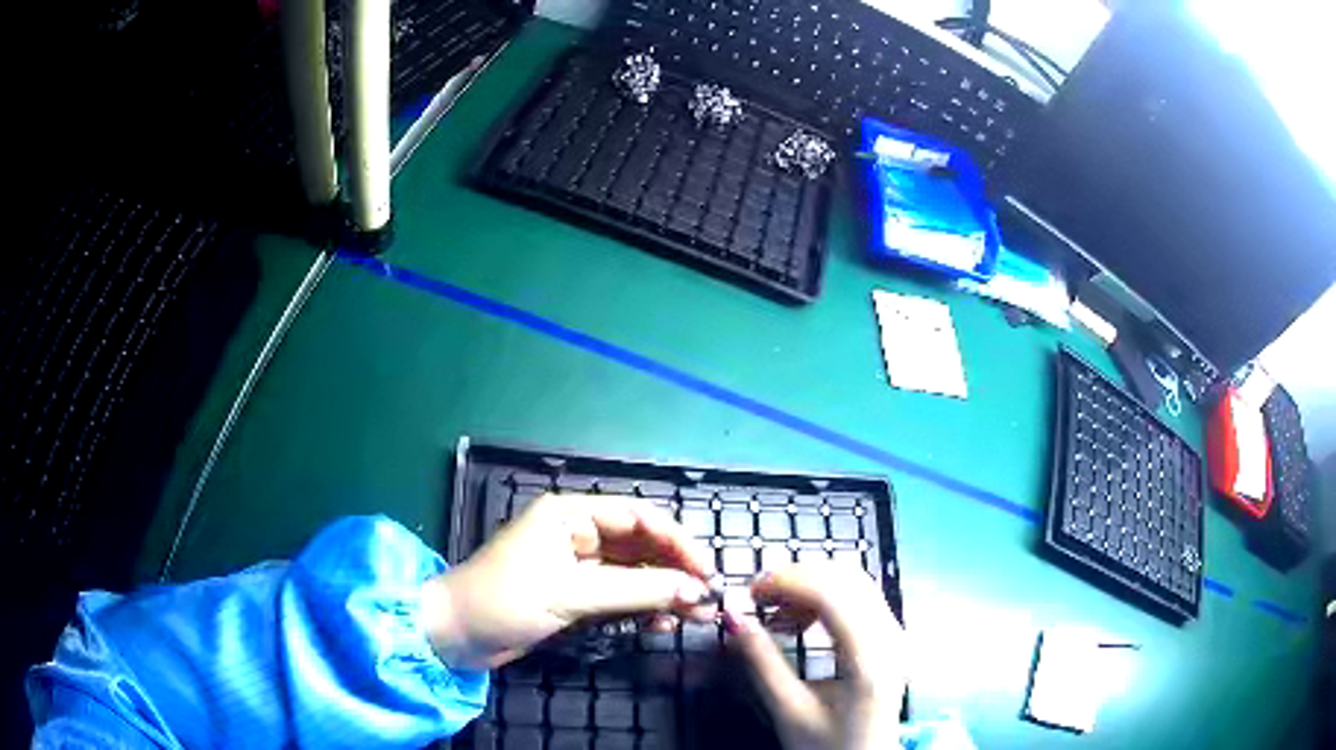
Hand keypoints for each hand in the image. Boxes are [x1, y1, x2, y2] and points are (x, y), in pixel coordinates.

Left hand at [422, 493, 713, 669]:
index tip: (707, 573)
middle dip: (674, 572)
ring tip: (692, 617)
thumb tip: (696, 590)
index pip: (639, 518)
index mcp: (571, 514)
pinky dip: (641, 609)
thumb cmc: (505, 599)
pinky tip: (660, 624)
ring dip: (663, 593)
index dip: (677, 542)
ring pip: (633, 574)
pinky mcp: (574, 596)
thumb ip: (637, 589)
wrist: (455, 635)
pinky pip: (619, 597)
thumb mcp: (572, 593)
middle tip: (707, 600)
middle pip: (640, 546)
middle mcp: (577, 534)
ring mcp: (576, 567)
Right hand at [727, 563, 906, 749]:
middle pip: (847, 578)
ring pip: (854, 582)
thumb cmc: (828, 746)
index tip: (751, 589)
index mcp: (869, 658)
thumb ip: (762, 662)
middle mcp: (891, 637)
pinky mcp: (890, 638)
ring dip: (811, 584)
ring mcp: (895, 635)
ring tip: (774, 609)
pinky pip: (859, 598)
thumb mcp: (789, 710)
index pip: (833, 594)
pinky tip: (799, 618)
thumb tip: (733, 618)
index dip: (789, 581)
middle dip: (798, 577)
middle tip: (758, 595)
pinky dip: (825, 597)